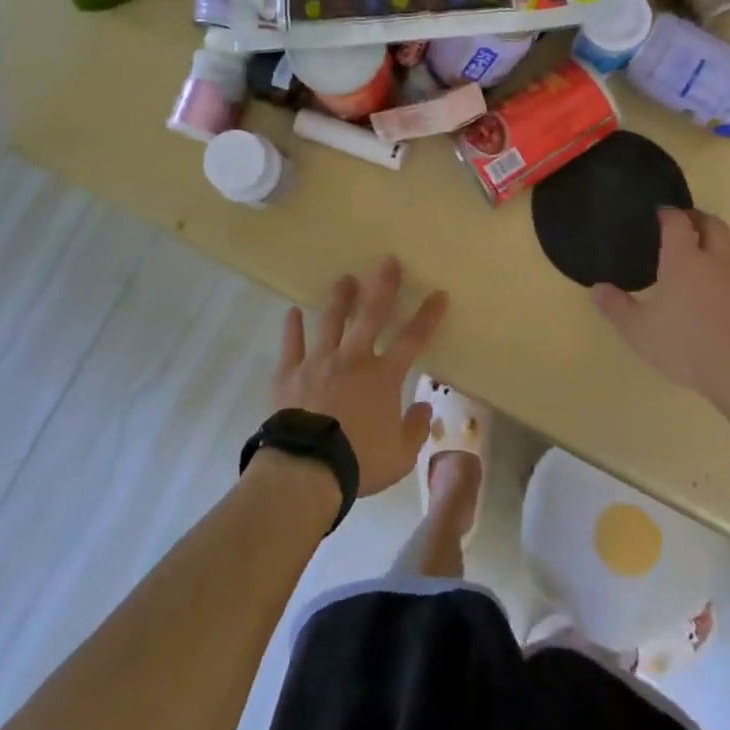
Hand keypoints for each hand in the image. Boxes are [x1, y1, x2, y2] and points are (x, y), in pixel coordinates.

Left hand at [273, 257, 447, 496]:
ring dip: (340, 299)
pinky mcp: (290, 372)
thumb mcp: (400, 456)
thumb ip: (415, 430)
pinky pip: (291, 344)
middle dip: (382, 286)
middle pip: (371, 314)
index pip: (413, 339)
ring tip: (345, 280)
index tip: (439, 294)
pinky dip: (292, 327)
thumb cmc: (358, 461)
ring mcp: (319, 361)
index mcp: (383, 376)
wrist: (306, 468)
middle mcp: (353, 358)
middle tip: (387, 261)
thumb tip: (424, 408)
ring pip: (331, 321)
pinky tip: (292, 312)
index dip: (428, 316)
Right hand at [591, 209, 729, 408]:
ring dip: (725, 244)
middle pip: (713, 224)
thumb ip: (616, 307)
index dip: (668, 213)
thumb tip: (596, 289)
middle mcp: (717, 259)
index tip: (660, 213)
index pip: (677, 221)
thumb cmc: (686, 346)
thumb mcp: (639, 331)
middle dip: (698, 219)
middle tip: (687, 225)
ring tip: (713, 256)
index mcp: (684, 260)